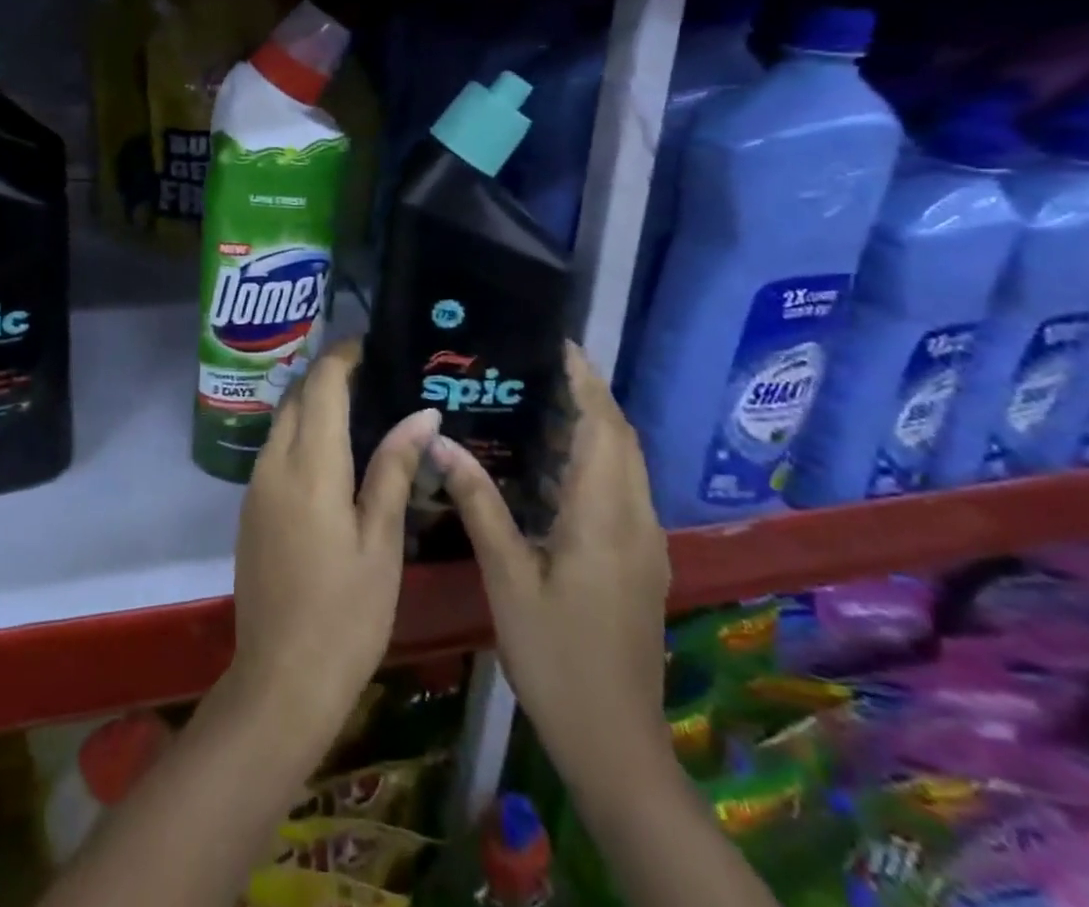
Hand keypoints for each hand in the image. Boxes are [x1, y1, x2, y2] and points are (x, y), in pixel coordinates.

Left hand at [228, 339, 440, 750]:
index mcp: (310, 466)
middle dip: (328, 374)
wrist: (281, 679)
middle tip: (373, 374)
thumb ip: (394, 469)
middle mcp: (274, 464)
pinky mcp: (250, 508)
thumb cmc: (347, 613)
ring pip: (282, 421)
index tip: (372, 344)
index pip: (322, 386)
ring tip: (359, 406)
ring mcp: (256, 486)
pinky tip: (332, 452)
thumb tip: (421, 415)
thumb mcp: (381, 541)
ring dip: (312, 403)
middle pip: (296, 396)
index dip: (343, 356)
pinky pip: (275, 450)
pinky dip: (301, 433)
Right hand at [433, 342, 670, 790]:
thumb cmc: (556, 656)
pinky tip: (555, 467)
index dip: (586, 382)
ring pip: (626, 464)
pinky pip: (622, 489)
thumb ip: (479, 504)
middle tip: (540, 367)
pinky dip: (597, 459)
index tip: (559, 345)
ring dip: (595, 426)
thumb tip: (442, 442)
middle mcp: (636, 520)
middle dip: (590, 395)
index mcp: (605, 517)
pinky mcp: (641, 561)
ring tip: (542, 402)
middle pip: (622, 438)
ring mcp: (646, 543)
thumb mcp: (508, 578)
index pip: (604, 428)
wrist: (616, 742)